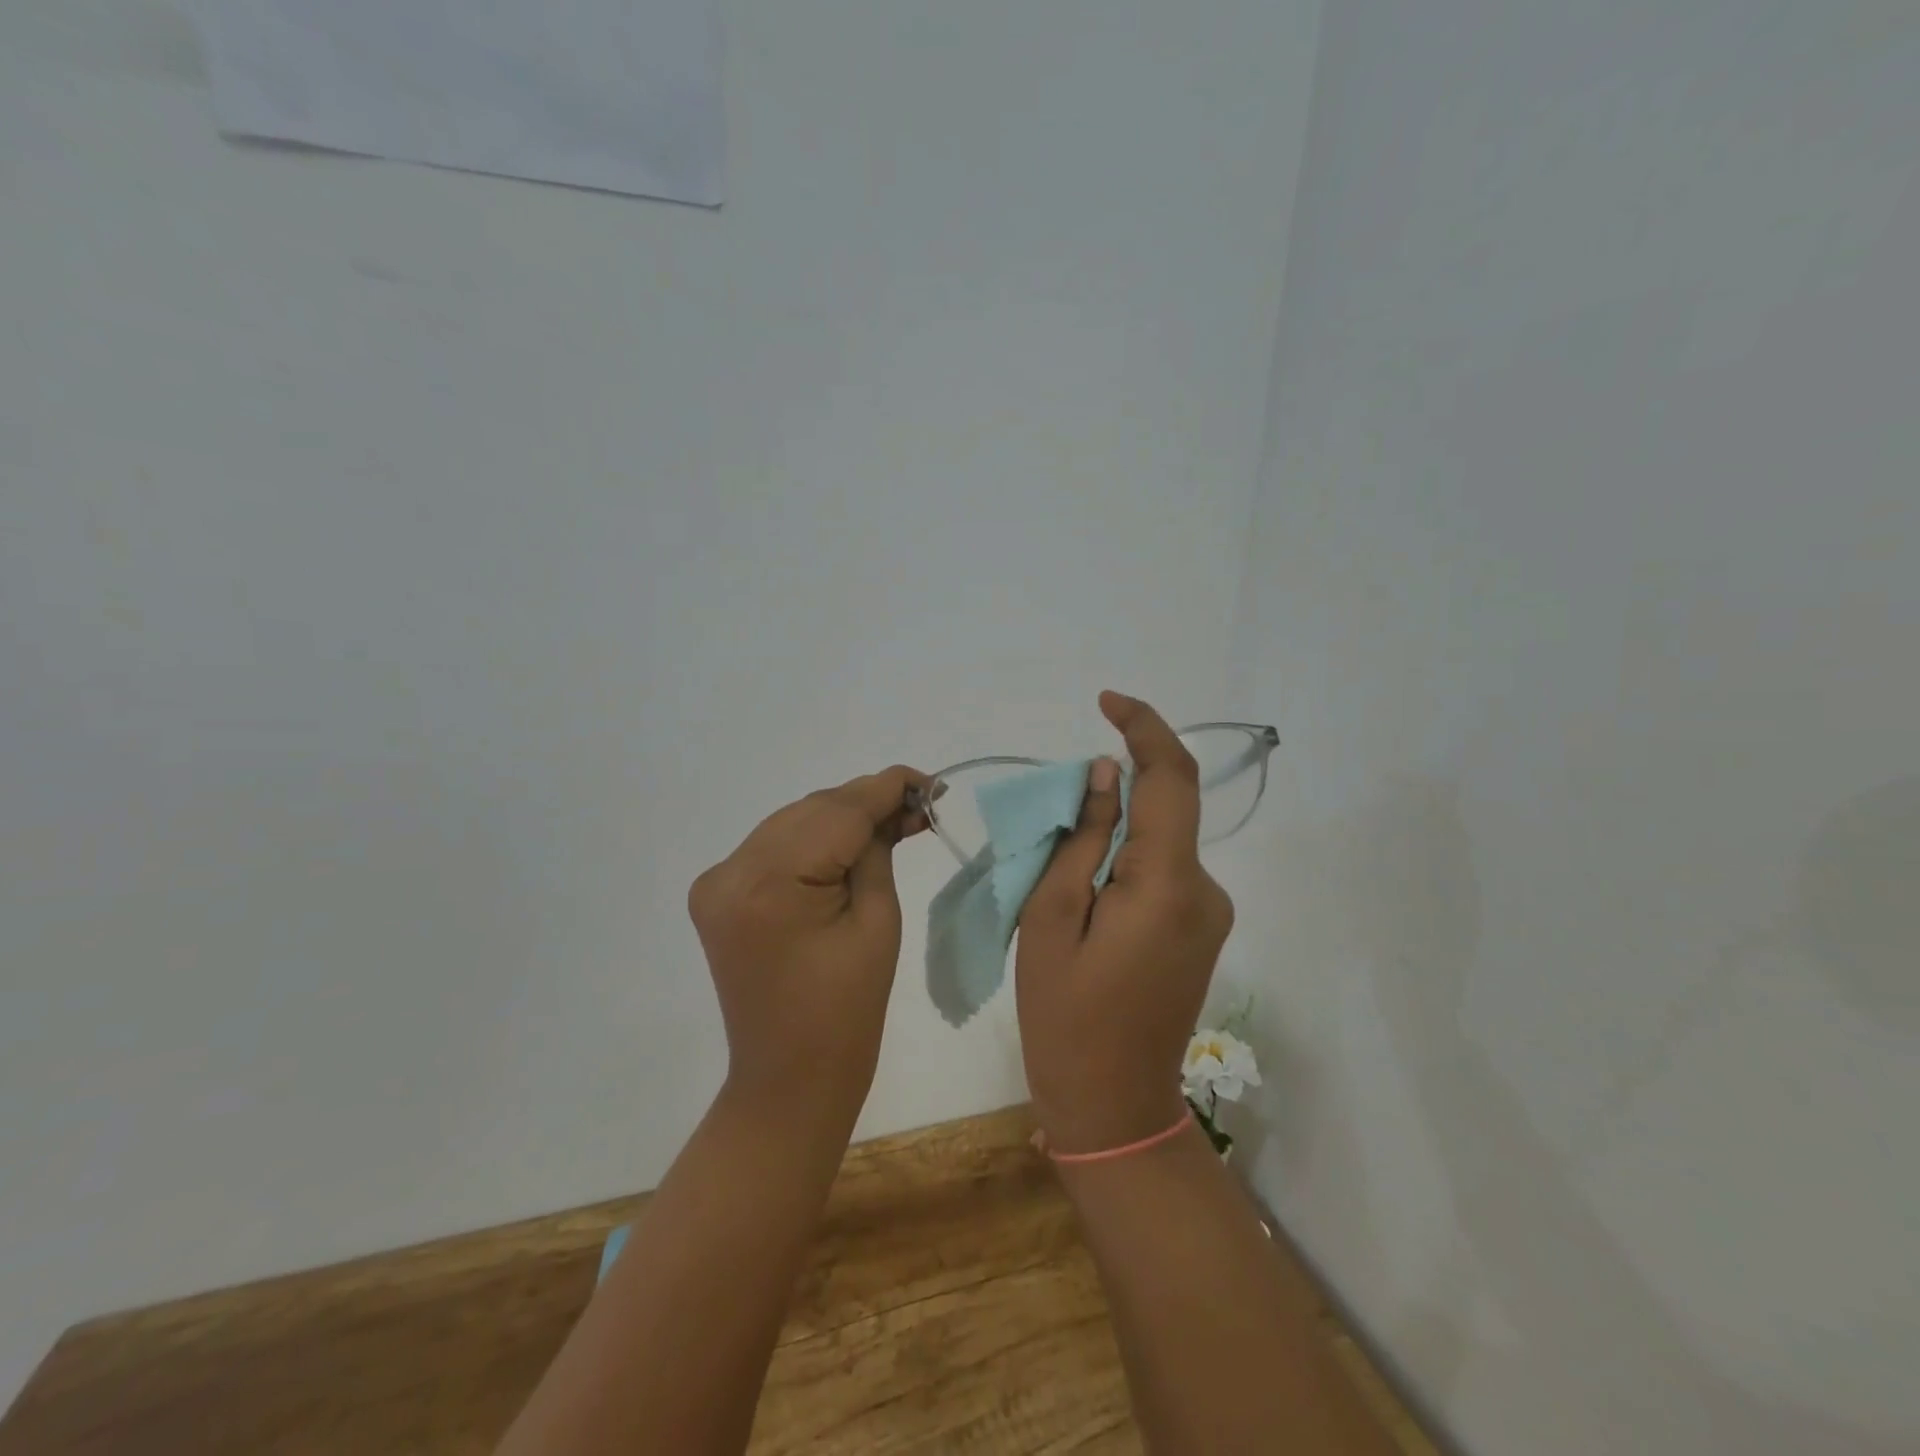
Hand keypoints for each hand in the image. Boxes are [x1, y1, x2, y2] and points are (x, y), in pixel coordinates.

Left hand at [688, 766, 929, 1123]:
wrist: (789, 1080)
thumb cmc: (847, 1013)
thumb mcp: (877, 921)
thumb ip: (878, 850)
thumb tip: (894, 807)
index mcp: (769, 883)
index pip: (838, 812)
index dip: (887, 788)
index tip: (931, 781)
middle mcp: (731, 870)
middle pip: (812, 810)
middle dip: (868, 802)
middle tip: (920, 807)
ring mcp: (718, 881)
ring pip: (793, 822)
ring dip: (842, 818)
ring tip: (894, 822)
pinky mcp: (719, 893)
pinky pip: (776, 847)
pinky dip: (815, 840)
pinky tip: (851, 844)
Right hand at [1015, 693, 1234, 1153]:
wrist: (1114, 1107)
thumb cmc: (1066, 1017)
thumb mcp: (1050, 919)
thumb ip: (1082, 839)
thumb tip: (1109, 775)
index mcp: (1168, 884)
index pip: (1171, 779)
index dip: (1145, 728)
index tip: (1107, 701)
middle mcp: (1205, 890)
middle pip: (1164, 808)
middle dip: (1113, 791)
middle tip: (1051, 819)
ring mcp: (1208, 912)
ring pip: (1159, 840)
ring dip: (1113, 831)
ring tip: (1057, 875)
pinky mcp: (1200, 929)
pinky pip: (1162, 870)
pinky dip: (1124, 861)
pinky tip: (1084, 898)